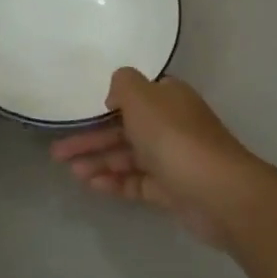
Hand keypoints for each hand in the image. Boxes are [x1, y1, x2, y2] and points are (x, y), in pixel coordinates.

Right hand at [50, 68, 268, 246]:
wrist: (218, 192)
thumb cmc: (175, 139)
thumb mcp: (143, 98)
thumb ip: (123, 85)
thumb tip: (115, 94)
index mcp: (168, 99)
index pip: (134, 96)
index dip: (105, 104)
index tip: (79, 114)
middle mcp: (171, 126)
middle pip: (124, 129)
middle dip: (91, 139)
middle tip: (57, 152)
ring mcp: (172, 160)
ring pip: (128, 157)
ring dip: (98, 161)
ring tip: (70, 171)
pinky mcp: (171, 190)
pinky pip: (136, 182)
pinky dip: (114, 182)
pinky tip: (91, 185)